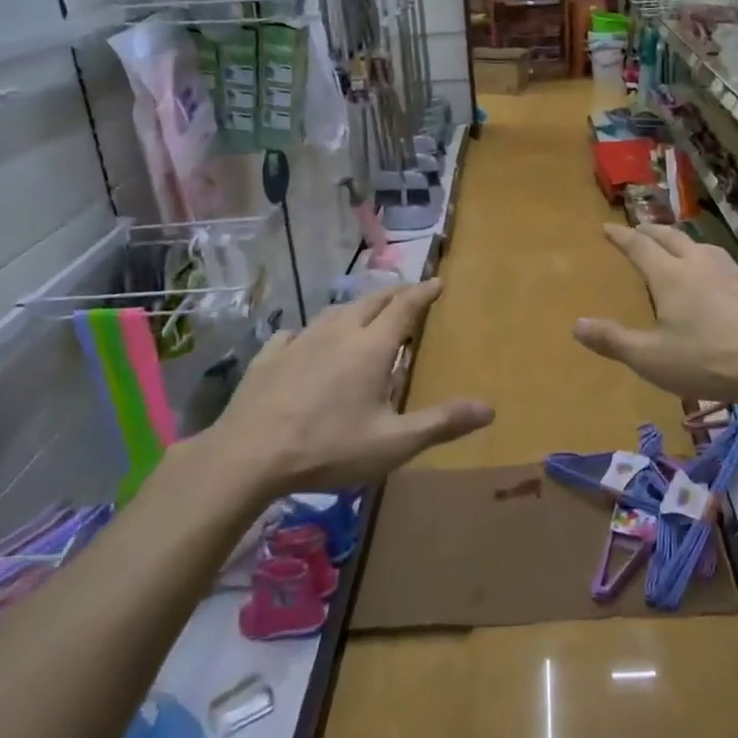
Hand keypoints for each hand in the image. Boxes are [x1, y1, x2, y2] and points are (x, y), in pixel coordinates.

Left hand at [176, 280, 491, 498]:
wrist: (248, 455)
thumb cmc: (329, 448)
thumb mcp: (394, 443)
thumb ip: (441, 423)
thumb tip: (489, 408)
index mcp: (371, 348)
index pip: (404, 307)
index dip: (423, 293)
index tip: (437, 282)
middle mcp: (337, 333)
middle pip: (370, 301)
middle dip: (393, 293)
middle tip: (408, 293)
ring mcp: (300, 341)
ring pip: (334, 312)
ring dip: (356, 307)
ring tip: (364, 312)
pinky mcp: (270, 356)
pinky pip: (296, 333)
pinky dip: (313, 332)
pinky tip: (305, 341)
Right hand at [574, 223, 737, 406]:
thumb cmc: (706, 361)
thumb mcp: (649, 358)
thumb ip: (612, 340)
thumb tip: (577, 324)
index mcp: (670, 276)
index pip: (639, 247)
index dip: (621, 236)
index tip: (608, 227)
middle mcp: (701, 265)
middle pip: (672, 238)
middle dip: (652, 231)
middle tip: (639, 228)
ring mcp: (736, 273)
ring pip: (706, 248)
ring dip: (688, 244)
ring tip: (683, 249)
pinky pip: (737, 269)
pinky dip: (723, 268)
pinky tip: (730, 279)